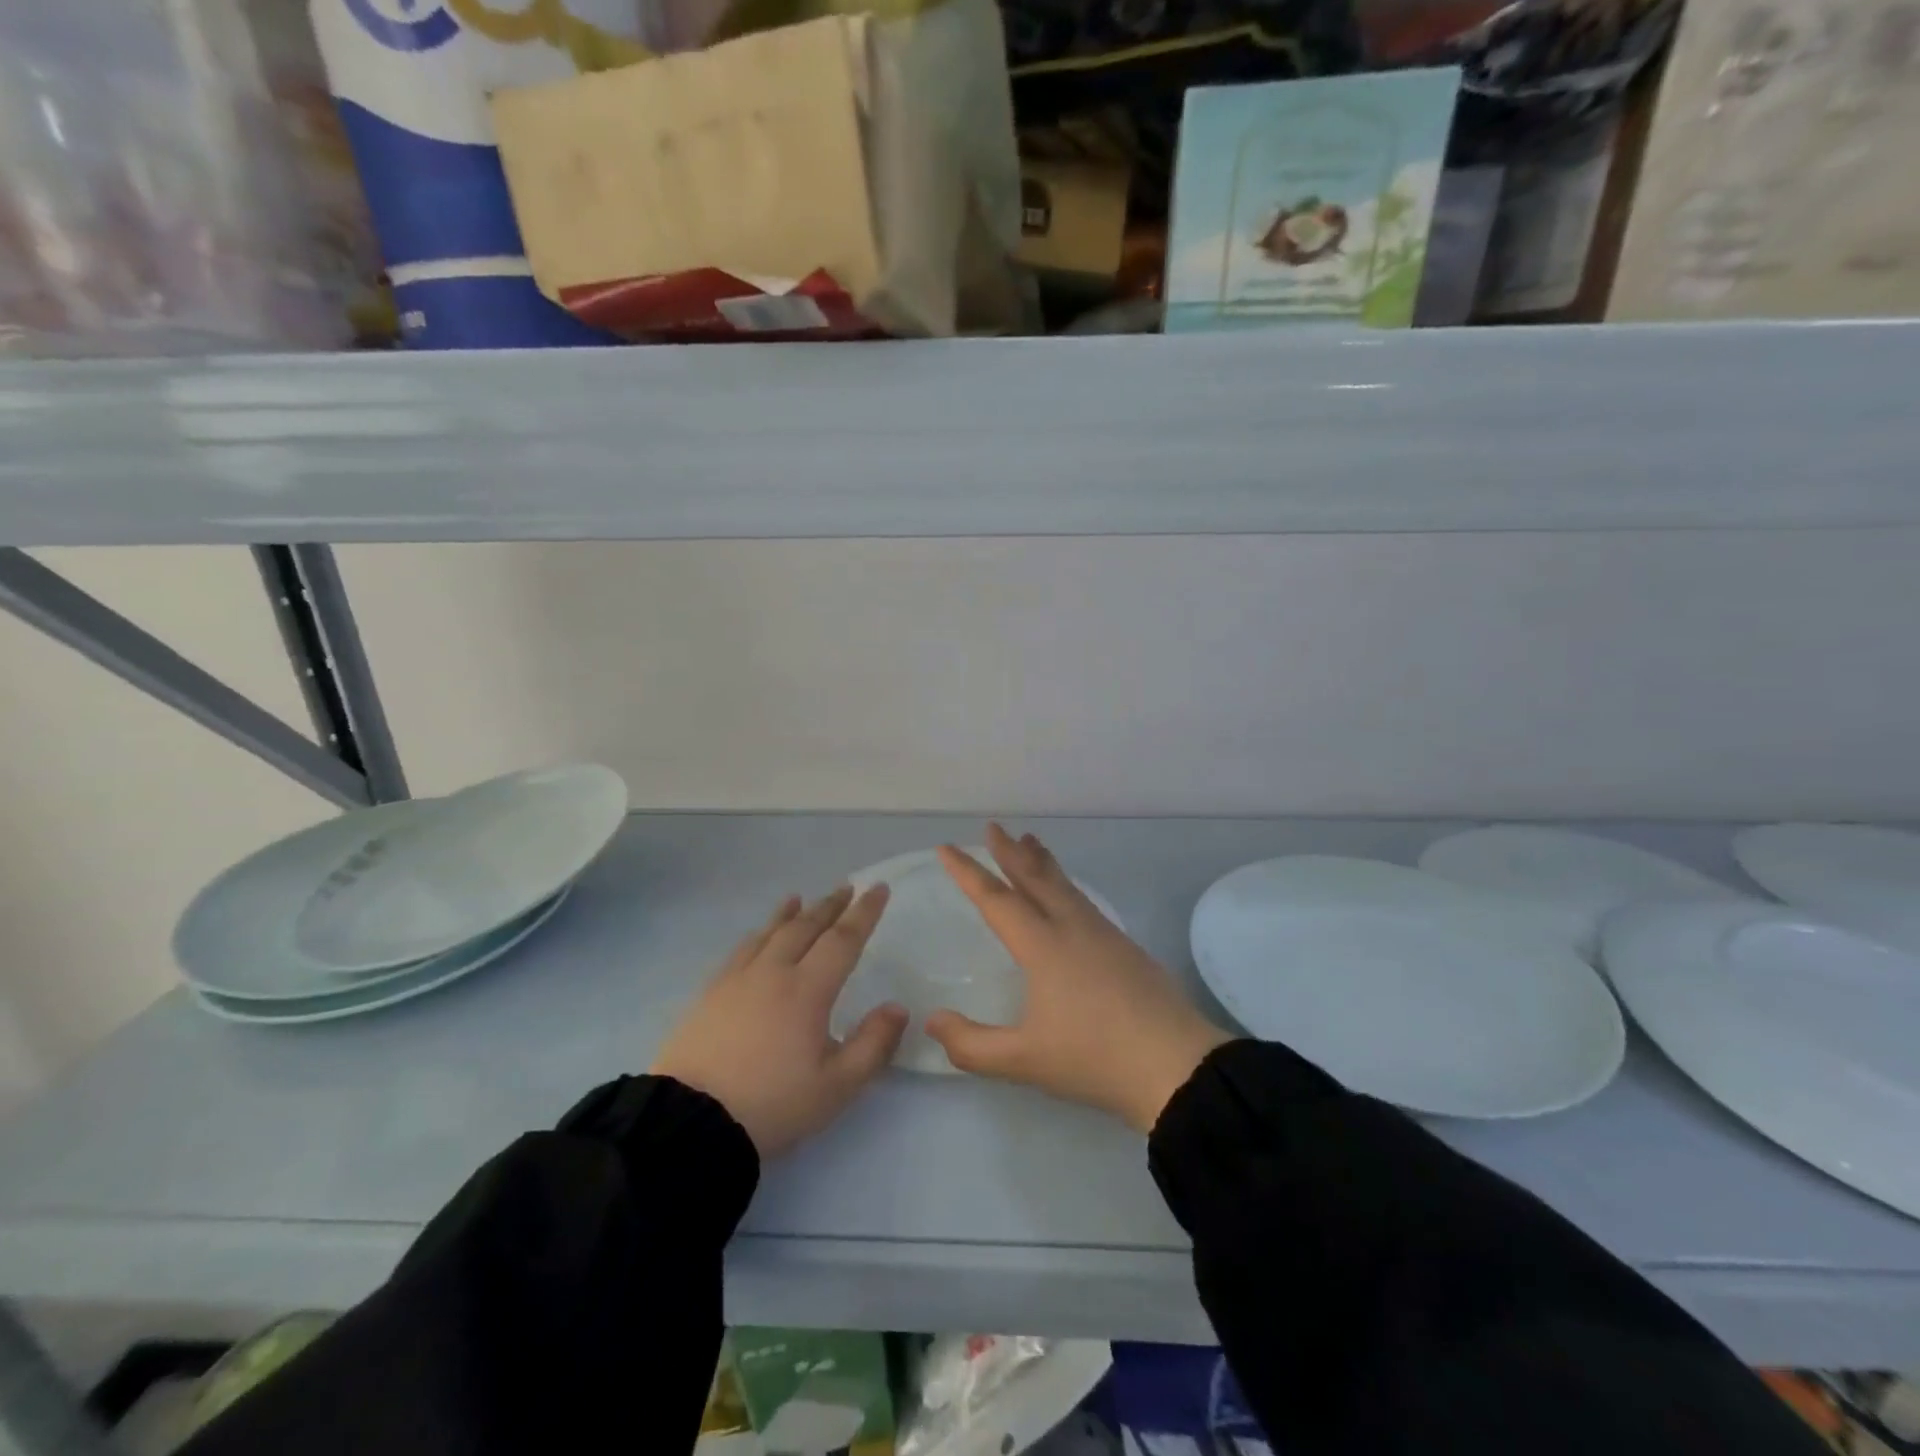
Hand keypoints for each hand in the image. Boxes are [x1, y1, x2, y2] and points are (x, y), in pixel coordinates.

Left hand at [652, 885, 907, 1158]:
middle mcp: (773, 972)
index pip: (843, 940)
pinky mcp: (710, 993)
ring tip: (800, 898)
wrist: (690, 1121)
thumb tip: (898, 1007)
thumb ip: (873, 1045)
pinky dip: (757, 933)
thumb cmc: (772, 1104)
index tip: (878, 889)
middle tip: (846, 887)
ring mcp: (737, 979)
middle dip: (829, 906)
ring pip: (770, 933)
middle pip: (806, 927)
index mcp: (807, 990)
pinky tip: (757, 935)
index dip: (864, 913)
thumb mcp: (837, 1086)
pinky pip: (740, 949)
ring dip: (790, 913)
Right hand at [927, 824, 1232, 1133]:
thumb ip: (972, 1045)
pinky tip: (1068, 895)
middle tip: (993, 827)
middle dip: (1010, 852)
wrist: (1177, 1065)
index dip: (968, 873)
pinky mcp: (1126, 947)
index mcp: (1044, 947)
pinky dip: (1065, 884)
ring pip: (1065, 885)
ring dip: (1042, 862)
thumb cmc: (1094, 1059)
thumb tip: (932, 1020)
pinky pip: (1084, 900)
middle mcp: (1072, 928)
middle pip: (1035, 879)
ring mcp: (1104, 934)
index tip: (947, 847)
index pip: (997, 900)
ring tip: (1031, 842)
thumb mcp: (1025, 1061)